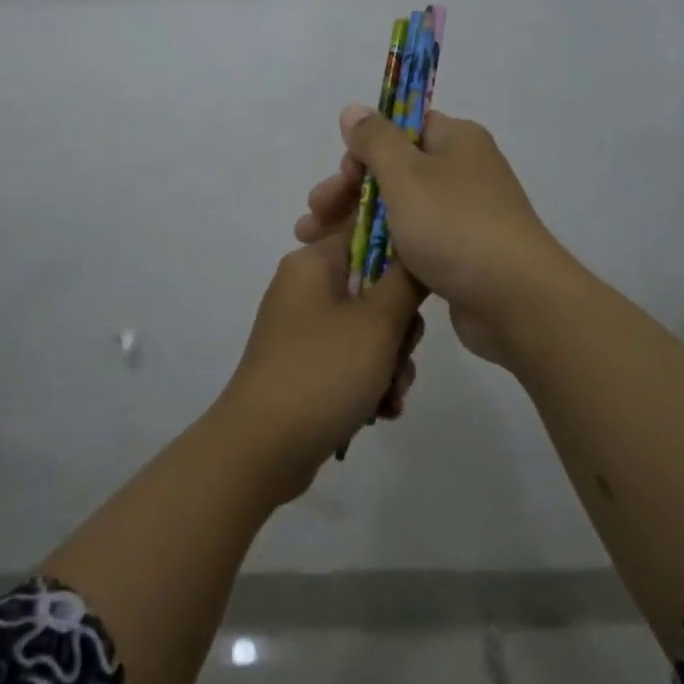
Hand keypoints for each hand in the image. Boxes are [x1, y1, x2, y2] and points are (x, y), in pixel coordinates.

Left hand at [212, 234, 423, 501]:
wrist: (261, 450)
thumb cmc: (322, 373)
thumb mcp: (377, 323)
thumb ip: (407, 280)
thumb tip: (419, 249)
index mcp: (313, 263)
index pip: (368, 233)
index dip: (403, 258)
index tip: (422, 292)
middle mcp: (305, 288)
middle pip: (375, 287)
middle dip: (400, 329)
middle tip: (402, 355)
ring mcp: (303, 330)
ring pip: (369, 330)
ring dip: (391, 362)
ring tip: (392, 394)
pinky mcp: (305, 366)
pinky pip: (351, 360)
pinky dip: (370, 382)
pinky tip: (382, 411)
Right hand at [295, 104, 572, 368]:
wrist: (516, 301)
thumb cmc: (455, 226)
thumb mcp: (406, 174)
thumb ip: (375, 140)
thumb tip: (354, 109)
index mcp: (456, 141)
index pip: (402, 128)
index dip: (364, 149)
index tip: (340, 176)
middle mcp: (463, 172)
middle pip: (394, 171)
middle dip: (348, 192)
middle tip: (313, 216)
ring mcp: (464, 216)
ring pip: (399, 211)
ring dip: (355, 223)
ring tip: (313, 245)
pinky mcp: (461, 256)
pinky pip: (413, 244)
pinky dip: (381, 251)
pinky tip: (349, 265)